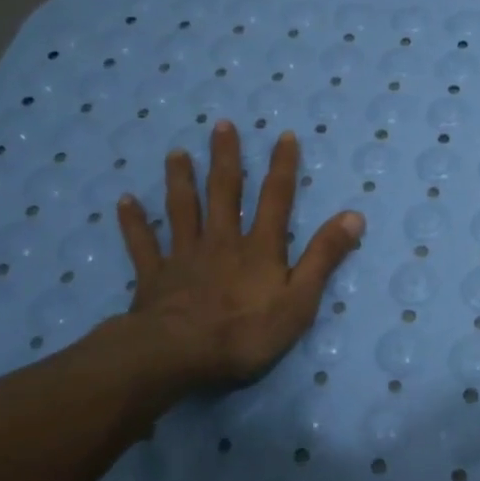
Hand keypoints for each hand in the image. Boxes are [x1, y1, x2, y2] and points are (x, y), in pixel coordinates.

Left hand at [111, 121, 363, 393]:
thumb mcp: (300, 300)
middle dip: (226, 158)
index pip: (276, 199)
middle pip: (224, 192)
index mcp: (259, 247)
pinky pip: (143, 244)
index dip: (282, 167)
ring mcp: (185, 256)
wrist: (178, 355)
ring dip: (180, 180)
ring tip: (176, 153)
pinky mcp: (155, 276)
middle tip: (221, 125)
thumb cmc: (245, 332)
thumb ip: (324, 257)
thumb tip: (354, 215)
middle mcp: (222, 241)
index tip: (284, 136)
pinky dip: (134, 222)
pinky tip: (125, 201)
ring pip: (183, 209)